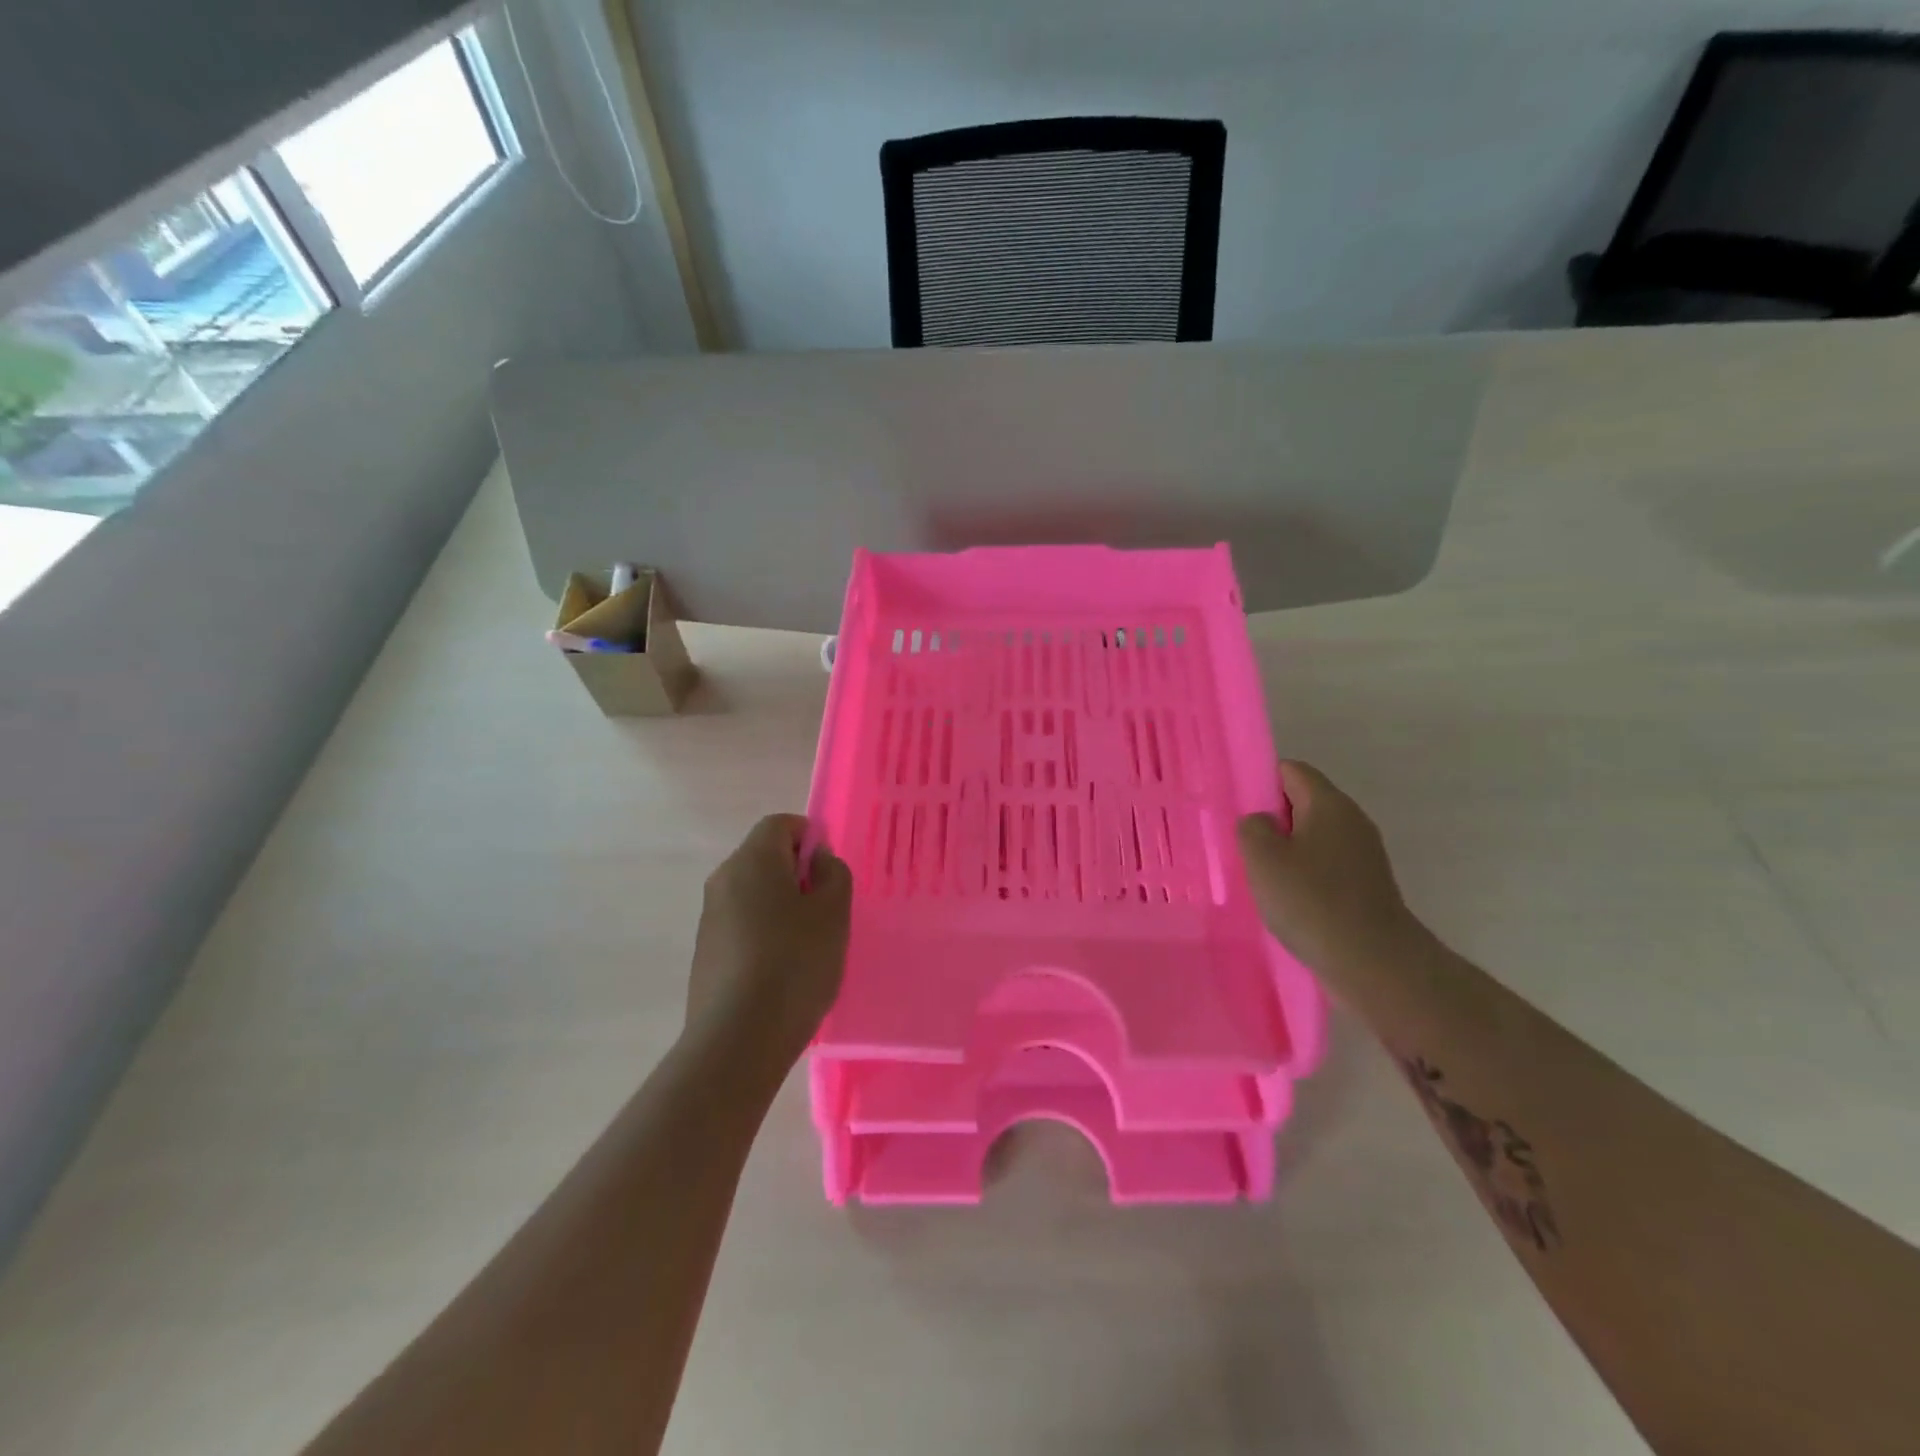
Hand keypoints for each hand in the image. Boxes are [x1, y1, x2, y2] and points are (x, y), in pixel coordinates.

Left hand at [686, 815, 852, 1076]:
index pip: (780, 824)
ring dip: (781, 907)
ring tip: (807, 947)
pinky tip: (782, 972)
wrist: (738, 1038)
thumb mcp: (833, 913)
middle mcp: (723, 879)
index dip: (809, 838)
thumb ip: (833, 874)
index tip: (828, 873)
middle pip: (764, 858)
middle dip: (797, 875)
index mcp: (752, 860)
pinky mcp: (705, 953)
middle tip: (825, 911)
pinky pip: (741, 926)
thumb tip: (818, 861)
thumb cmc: (795, 962)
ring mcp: (709, 918)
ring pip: (753, 895)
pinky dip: (763, 934)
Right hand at [1237, 761, 1420, 976]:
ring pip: (1314, 836)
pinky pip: (1327, 865)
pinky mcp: (1367, 885)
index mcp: (1328, 804)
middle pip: (1303, 802)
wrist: (1375, 963)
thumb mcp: (1263, 858)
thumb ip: (1252, 827)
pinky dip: (1305, 875)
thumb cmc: (1312, 901)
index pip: (1291, 770)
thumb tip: (1262, 823)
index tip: (1239, 811)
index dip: (1261, 782)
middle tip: (1244, 846)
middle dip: (1272, 819)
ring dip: (1287, 851)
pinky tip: (1289, 900)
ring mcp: (1364, 854)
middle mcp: (1352, 820)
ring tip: (1262, 877)